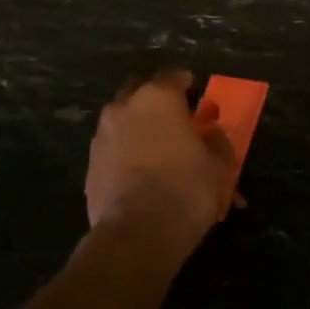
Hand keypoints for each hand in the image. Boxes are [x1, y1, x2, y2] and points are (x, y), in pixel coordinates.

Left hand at [85, 70, 233, 258]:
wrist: (137, 233)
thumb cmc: (186, 189)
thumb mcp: (219, 166)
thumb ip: (217, 142)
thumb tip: (212, 134)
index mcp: (158, 97)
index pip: (173, 75)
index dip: (186, 84)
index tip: (195, 94)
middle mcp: (125, 107)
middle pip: (140, 91)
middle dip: (155, 100)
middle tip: (173, 118)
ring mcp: (102, 135)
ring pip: (122, 119)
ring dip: (137, 127)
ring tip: (155, 149)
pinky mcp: (90, 163)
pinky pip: (112, 148)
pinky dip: (124, 152)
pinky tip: (138, 173)